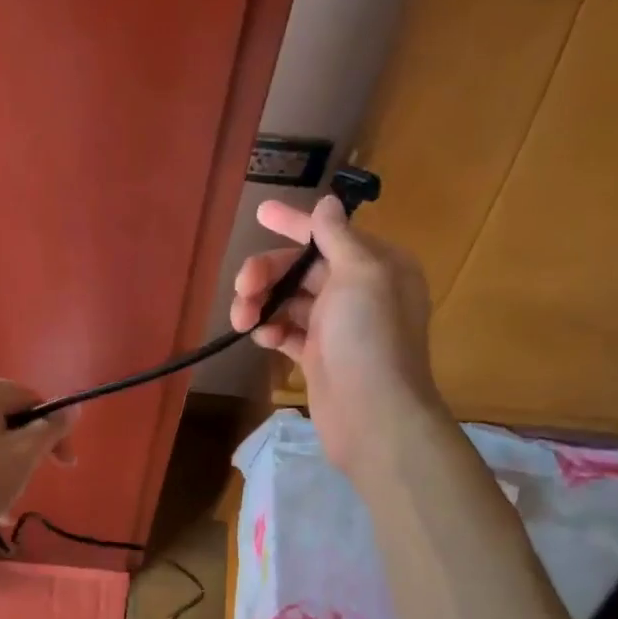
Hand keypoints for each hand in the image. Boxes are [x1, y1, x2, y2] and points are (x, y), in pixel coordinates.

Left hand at [0, 376, 74, 547]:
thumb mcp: (23, 456)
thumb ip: (51, 428)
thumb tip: (73, 408)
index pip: (32, 401)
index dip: (54, 431)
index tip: (63, 465)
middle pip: (7, 416)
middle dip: (26, 448)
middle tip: (32, 481)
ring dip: (4, 462)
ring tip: (6, 500)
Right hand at [230, 195, 441, 478]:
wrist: (373, 415)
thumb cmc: (369, 338)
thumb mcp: (359, 274)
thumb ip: (338, 237)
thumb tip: (327, 203)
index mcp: (376, 265)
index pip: (328, 233)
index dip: (293, 222)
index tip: (259, 212)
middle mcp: (359, 291)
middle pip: (300, 268)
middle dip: (266, 273)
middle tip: (241, 288)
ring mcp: (337, 326)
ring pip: (288, 299)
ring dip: (261, 303)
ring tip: (242, 321)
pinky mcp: (319, 355)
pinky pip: (286, 331)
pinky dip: (270, 330)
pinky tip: (260, 338)